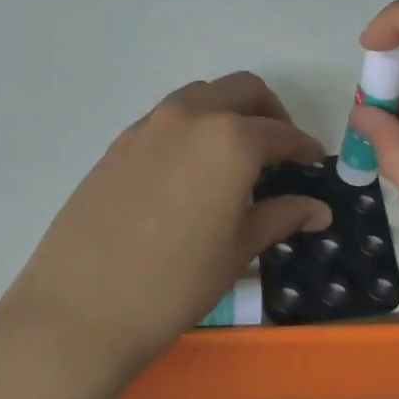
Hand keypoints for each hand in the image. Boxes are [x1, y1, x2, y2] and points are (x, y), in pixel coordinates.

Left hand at [0, 72, 330, 382]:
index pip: (282, 133)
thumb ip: (282, 216)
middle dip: (270, 113)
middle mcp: (191, 116)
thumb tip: (319, 209)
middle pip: (243, 90)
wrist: (80, 308)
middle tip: (279, 152)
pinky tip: (191, 170)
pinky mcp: (119, 142)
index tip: (315, 163)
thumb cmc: (175, 282)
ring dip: (228, 112)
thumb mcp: (238, 250)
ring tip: (236, 157)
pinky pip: (168, 117)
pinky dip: (193, 127)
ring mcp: (149, 125)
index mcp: (231, 139)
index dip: (304, 148)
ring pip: (202, 95)